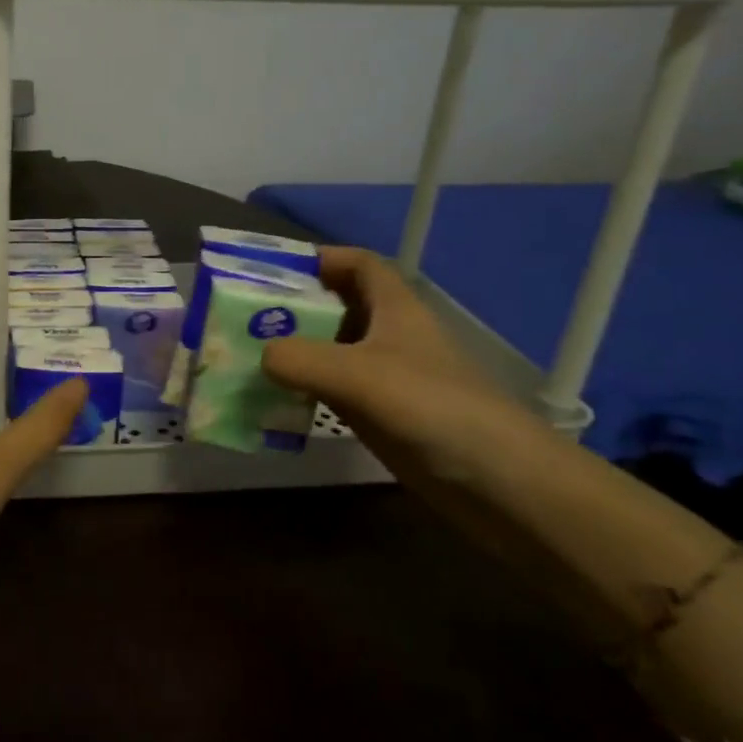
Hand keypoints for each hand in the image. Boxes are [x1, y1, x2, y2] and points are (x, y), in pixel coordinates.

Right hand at [260, 247, 545, 494]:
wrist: (498, 482)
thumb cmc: (431, 408)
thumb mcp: (358, 375)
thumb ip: (300, 359)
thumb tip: (261, 356)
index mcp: (394, 308)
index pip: (358, 264)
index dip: (320, 259)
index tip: (272, 271)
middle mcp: (389, 336)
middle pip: (337, 307)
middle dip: (294, 308)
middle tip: (244, 318)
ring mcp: (387, 377)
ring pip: (332, 350)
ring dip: (295, 351)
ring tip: (248, 357)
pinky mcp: (382, 414)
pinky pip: (333, 391)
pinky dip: (305, 389)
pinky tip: (275, 401)